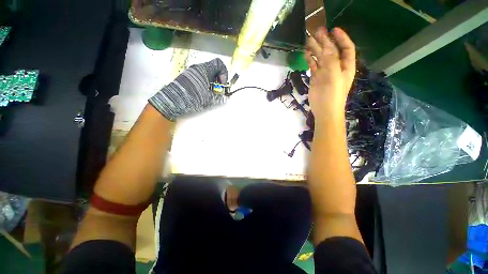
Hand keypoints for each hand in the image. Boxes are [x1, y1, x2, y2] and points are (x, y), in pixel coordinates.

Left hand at [149, 58, 227, 120]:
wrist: (173, 101)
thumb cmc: (193, 97)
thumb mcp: (209, 99)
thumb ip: (220, 97)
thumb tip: (226, 98)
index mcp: (204, 69)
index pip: (219, 64)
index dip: (224, 74)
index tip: (222, 84)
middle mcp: (197, 68)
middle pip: (213, 69)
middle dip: (218, 80)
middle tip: (218, 90)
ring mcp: (191, 72)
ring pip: (206, 74)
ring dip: (211, 83)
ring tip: (210, 93)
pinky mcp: (186, 78)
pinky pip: (199, 77)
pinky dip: (204, 84)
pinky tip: (202, 93)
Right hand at [305, 27, 355, 122]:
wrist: (324, 110)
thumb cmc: (332, 95)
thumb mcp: (333, 76)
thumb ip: (330, 60)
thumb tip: (327, 45)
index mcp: (345, 66)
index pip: (346, 48)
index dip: (341, 38)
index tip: (333, 29)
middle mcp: (336, 67)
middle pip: (331, 51)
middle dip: (325, 41)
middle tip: (316, 32)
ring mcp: (325, 73)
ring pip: (321, 58)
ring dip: (316, 49)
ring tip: (308, 40)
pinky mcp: (316, 79)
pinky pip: (314, 66)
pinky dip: (310, 60)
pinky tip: (306, 54)